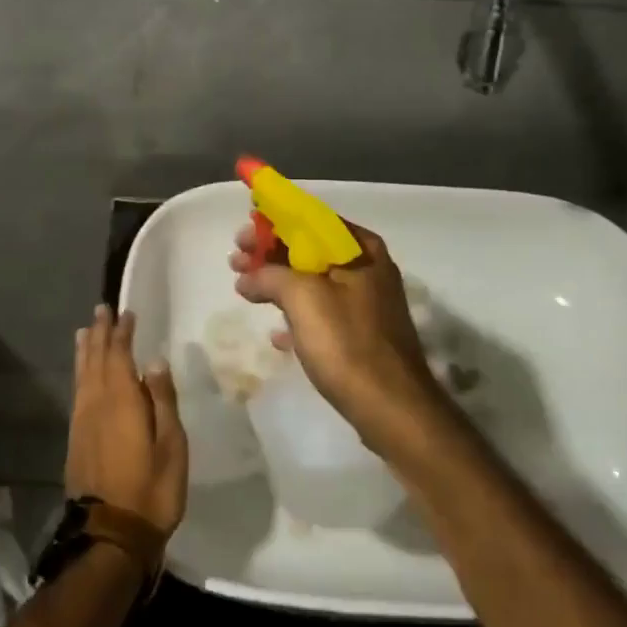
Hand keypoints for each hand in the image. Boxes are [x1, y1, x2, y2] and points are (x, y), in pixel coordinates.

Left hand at [67, 306, 188, 536]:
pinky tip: (82, 374)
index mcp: (121, 401)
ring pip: (82, 376)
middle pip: (95, 360)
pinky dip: (80, 374)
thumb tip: (153, 361)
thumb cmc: (151, 490)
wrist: (110, 536)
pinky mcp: (76, 440)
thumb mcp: (171, 445)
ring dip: (85, 351)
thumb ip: (161, 400)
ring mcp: (82, 423)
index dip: (123, 333)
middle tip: (101, 310)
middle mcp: (96, 404)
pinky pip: (77, 392)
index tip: (126, 313)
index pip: (120, 356)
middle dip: (100, 334)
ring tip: (84, 332)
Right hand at [230, 223, 463, 463]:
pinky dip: (297, 315)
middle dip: (270, 254)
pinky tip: (277, 335)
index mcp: (360, 249)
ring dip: (278, 283)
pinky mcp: (362, 334)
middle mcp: (368, 268)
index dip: (273, 222)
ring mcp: (367, 303)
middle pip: (310, 249)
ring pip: (314, 282)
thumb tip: (248, 275)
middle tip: (236, 261)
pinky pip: (322, 313)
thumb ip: (270, 274)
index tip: (243, 232)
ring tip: (245, 290)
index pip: (311, 219)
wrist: (391, 406)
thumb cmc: (346, 342)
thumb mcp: (302, 297)